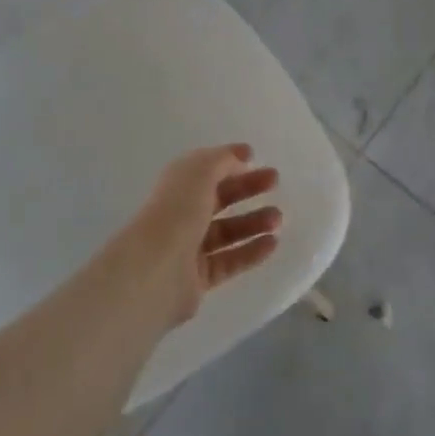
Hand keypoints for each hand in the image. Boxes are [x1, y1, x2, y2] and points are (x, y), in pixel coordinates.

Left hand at [114, 144, 281, 327]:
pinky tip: (273, 244)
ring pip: (228, 231)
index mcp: (179, 184)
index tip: (256, 157)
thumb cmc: (177, 210)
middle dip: (248, 188)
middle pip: (221, 198)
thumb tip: (241, 157)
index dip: (230, 161)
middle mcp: (183, 212)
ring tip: (278, 218)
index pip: (208, 168)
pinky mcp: (199, 278)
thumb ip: (223, 160)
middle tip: (275, 182)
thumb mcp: (201, 170)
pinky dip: (251, 252)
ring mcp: (190, 247)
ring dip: (254, 222)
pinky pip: (230, 261)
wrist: (156, 270)